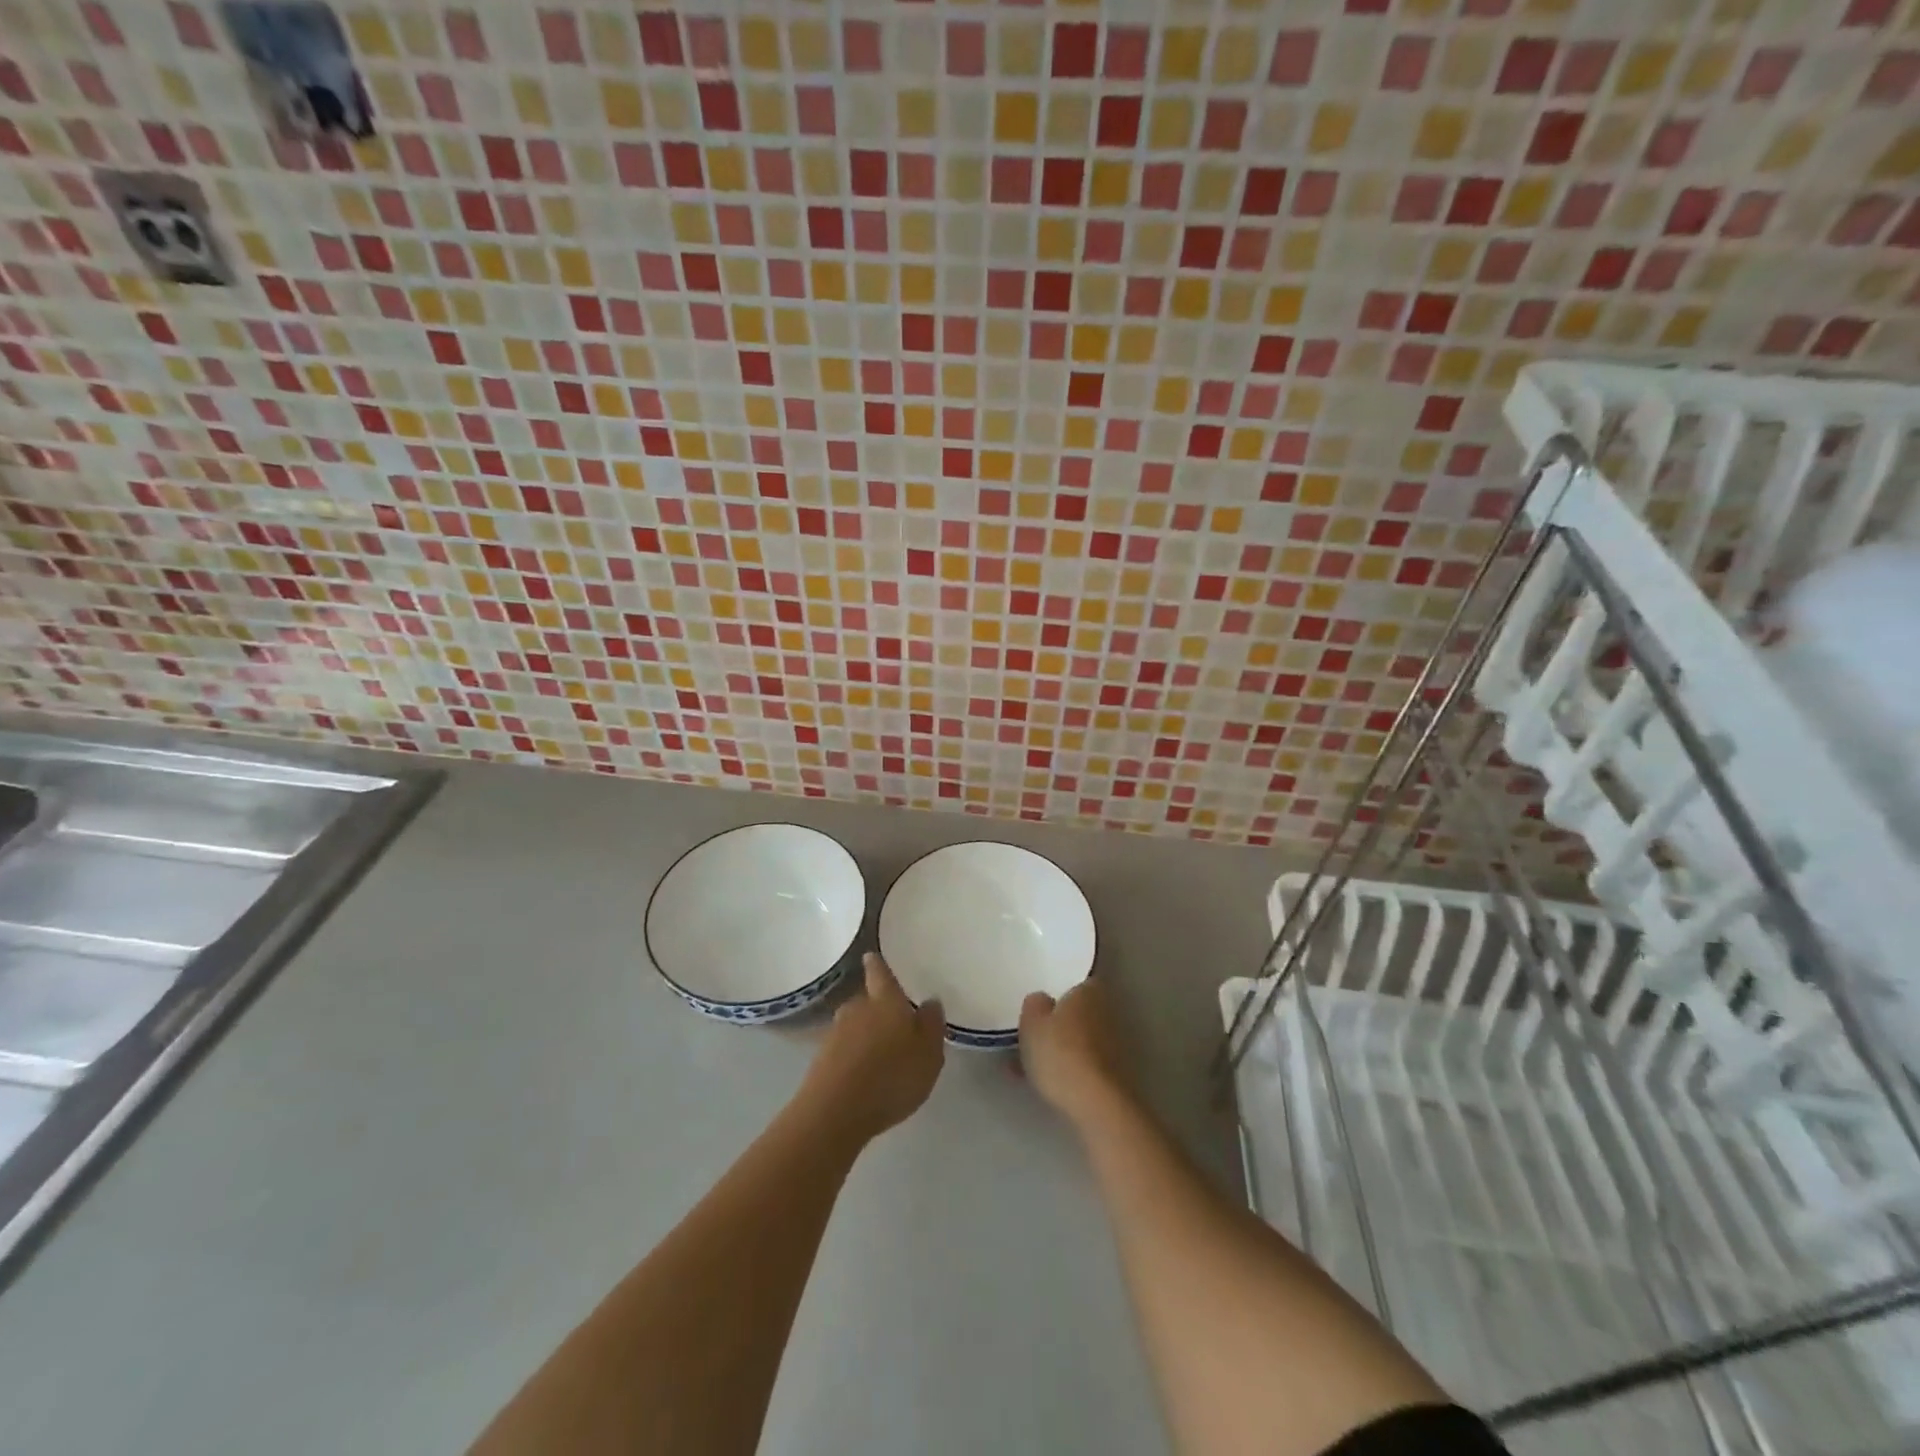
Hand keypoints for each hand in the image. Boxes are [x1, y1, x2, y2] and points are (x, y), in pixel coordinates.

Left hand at [799, 952, 945, 1141]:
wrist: (835, 1112)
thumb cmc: (891, 1076)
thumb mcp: (928, 1054)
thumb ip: (931, 1025)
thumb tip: (930, 1001)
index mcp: (885, 1001)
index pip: (880, 973)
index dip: (878, 965)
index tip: (872, 956)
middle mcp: (857, 1009)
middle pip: (866, 1001)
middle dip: (877, 1008)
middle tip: (893, 1022)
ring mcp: (835, 1034)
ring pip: (854, 1026)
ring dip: (864, 1034)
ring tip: (880, 1053)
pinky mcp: (820, 1060)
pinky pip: (843, 1050)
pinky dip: (853, 1056)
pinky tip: (863, 1075)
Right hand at [1019, 979, 1127, 1128]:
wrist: (1096, 1104)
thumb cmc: (1061, 1053)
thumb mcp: (1032, 1022)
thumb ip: (1034, 1004)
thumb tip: (1042, 1000)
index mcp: (1089, 992)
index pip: (1077, 982)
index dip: (1059, 991)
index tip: (1041, 1003)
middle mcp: (1106, 1013)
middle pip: (1077, 1012)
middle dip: (1057, 1023)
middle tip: (1030, 1034)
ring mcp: (1113, 1045)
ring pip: (1077, 1040)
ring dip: (1059, 1048)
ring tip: (1027, 1065)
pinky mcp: (1113, 1074)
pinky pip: (1082, 1063)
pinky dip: (1065, 1069)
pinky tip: (1043, 1083)